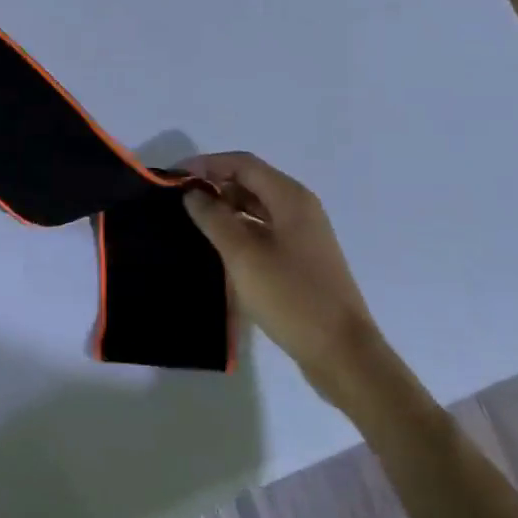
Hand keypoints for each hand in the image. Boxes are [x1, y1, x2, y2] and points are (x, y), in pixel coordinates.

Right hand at [183, 152, 384, 411]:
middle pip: (251, 181)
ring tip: (192, 220)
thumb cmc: (291, 297)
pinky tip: (218, 246)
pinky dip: (239, 229)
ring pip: (257, 207)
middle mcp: (299, 208)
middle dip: (214, 184)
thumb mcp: (243, 255)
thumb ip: (214, 218)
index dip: (206, 164)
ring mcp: (303, 235)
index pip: (242, 163)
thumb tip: (192, 193)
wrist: (343, 354)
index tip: (173, 177)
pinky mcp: (302, 259)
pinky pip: (264, 230)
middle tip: (178, 199)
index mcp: (290, 197)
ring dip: (225, 207)